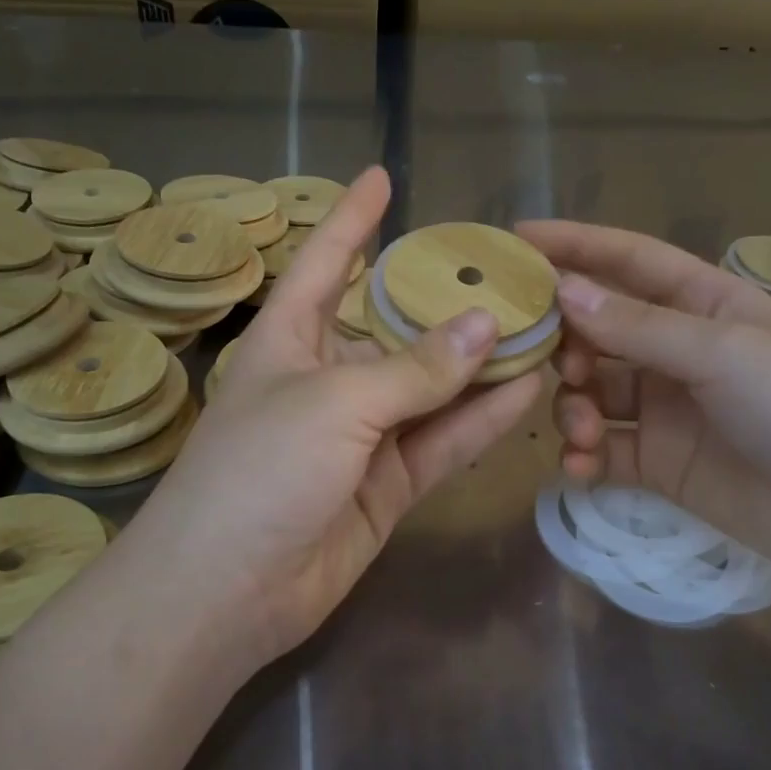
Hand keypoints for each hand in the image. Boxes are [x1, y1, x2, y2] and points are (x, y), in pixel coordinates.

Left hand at [110, 169, 543, 677]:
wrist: (229, 591)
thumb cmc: (260, 471)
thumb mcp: (336, 404)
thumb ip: (415, 369)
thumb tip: (487, 326)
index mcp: (290, 340)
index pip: (324, 263)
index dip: (352, 220)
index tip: (384, 177)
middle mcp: (327, 381)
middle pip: (394, 329)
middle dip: (445, 303)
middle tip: (509, 273)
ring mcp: (361, 438)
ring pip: (431, 391)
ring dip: (480, 366)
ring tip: (540, 329)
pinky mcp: (387, 488)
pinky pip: (441, 443)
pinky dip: (481, 421)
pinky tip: (529, 391)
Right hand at [516, 221, 770, 580]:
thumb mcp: (721, 352)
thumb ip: (637, 326)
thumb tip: (563, 292)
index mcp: (702, 304)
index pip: (628, 261)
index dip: (574, 246)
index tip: (516, 240)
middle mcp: (677, 350)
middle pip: (598, 330)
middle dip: (566, 343)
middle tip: (551, 363)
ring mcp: (665, 409)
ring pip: (592, 392)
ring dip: (573, 407)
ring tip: (581, 430)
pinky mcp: (658, 462)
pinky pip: (604, 450)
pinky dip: (584, 455)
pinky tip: (580, 466)